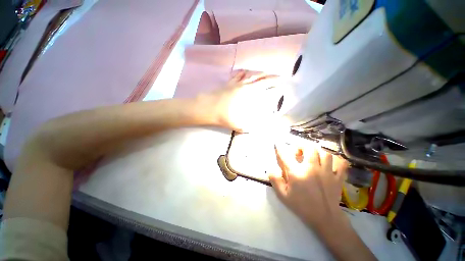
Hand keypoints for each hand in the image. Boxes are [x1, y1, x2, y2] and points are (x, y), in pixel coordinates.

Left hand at [198, 70, 283, 131]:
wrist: (207, 107)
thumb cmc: (223, 115)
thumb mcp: (239, 124)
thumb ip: (251, 127)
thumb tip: (262, 128)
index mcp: (248, 93)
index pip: (265, 85)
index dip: (274, 83)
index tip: (282, 82)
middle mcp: (244, 85)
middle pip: (259, 77)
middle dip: (270, 76)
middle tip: (278, 76)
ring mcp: (235, 83)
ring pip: (250, 74)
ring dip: (259, 73)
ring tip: (265, 73)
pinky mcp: (228, 83)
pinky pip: (238, 74)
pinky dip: (243, 72)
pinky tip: (245, 71)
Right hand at [269, 144, 348, 227]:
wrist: (325, 218)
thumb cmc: (302, 206)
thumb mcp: (283, 195)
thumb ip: (275, 180)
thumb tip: (270, 168)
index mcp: (297, 172)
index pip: (286, 155)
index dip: (280, 147)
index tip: (278, 143)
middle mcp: (312, 168)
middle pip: (309, 148)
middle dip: (302, 146)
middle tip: (299, 152)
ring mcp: (327, 172)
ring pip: (325, 153)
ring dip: (318, 153)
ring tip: (314, 157)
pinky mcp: (338, 177)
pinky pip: (341, 163)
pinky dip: (336, 160)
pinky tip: (331, 163)